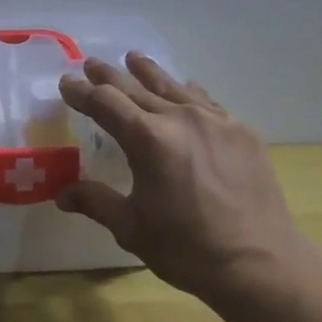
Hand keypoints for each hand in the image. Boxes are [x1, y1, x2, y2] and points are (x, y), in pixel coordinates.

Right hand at [56, 54, 310, 301]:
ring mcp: (215, 121)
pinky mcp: (241, 132)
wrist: (259, 262)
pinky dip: (188, 93)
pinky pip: (206, 102)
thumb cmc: (186, 248)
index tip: (66, 83)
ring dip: (149, 73)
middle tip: (92, 64)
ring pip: (174, 87)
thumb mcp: (131, 228)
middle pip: (137, 87)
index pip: (105, 103)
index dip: (81, 92)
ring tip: (134, 59)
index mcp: (147, 139)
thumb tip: (62, 194)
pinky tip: (186, 90)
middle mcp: (180, 118)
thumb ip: (96, 202)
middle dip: (110, 77)